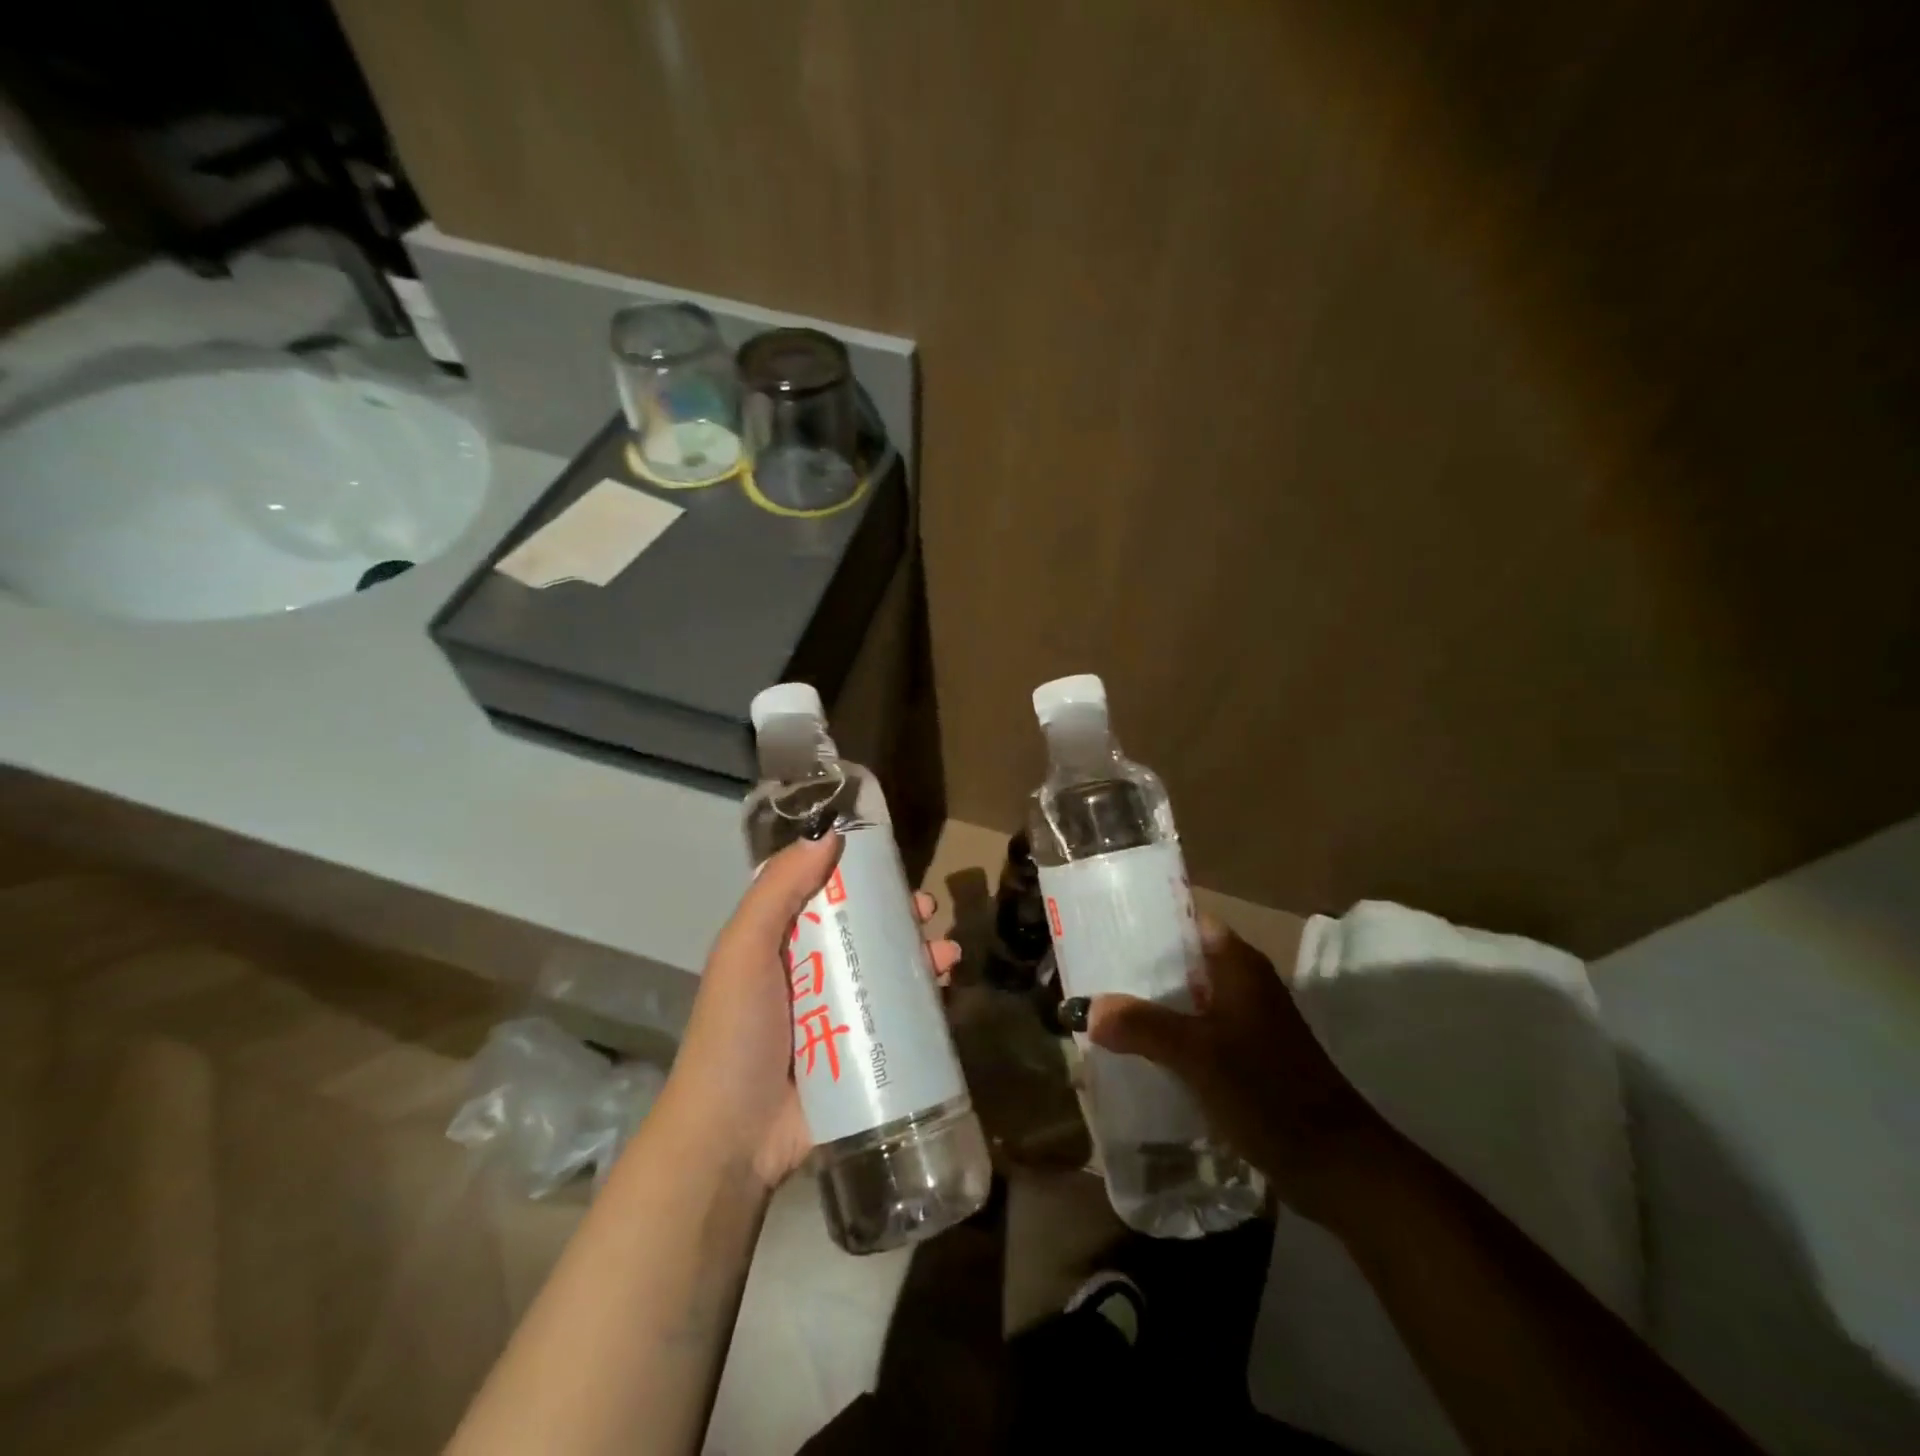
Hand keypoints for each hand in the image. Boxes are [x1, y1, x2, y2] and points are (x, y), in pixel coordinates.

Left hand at [662, 833, 960, 1191]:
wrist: (734, 1138)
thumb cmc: (736, 1032)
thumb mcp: (744, 950)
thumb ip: (778, 891)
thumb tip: (827, 835)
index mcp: (781, 946)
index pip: (825, 896)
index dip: (859, 877)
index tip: (889, 866)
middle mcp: (813, 975)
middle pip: (865, 932)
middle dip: (900, 917)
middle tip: (926, 911)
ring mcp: (842, 1016)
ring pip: (890, 971)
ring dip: (922, 955)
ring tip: (947, 953)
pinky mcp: (864, 1053)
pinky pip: (903, 1017)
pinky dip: (928, 999)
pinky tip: (947, 989)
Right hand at [1087, 917, 1388, 1224]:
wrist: (1334, 1163)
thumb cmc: (1267, 1091)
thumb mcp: (1197, 1054)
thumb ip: (1142, 1026)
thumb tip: (1087, 1009)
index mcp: (1237, 965)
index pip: (1185, 922)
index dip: (1145, 922)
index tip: (1102, 928)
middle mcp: (1243, 983)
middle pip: (1181, 961)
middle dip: (1138, 968)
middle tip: (1090, 971)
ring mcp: (1247, 1020)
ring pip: (1187, 998)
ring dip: (1151, 1004)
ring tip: (1102, 1009)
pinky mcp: (1246, 1055)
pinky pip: (1197, 1031)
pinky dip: (1168, 1034)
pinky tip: (1136, 1050)